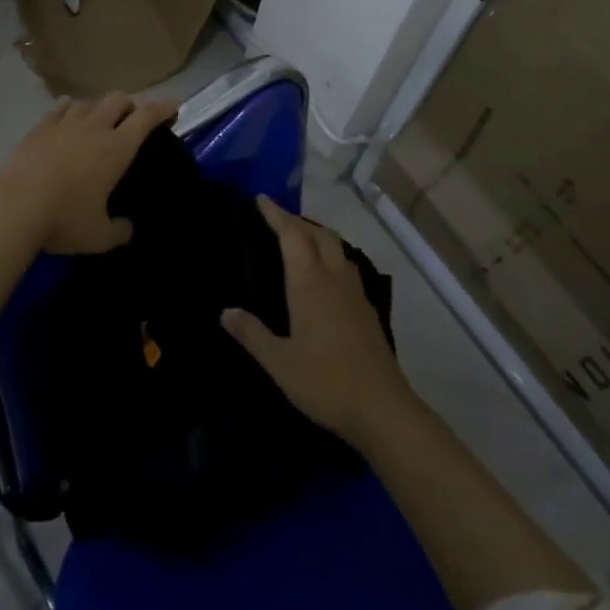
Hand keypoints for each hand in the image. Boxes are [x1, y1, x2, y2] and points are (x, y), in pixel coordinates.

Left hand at [0, 94, 178, 254]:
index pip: (146, 116)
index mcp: (116, 148)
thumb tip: (127, 228)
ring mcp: (64, 123)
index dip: (163, 107)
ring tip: (98, 121)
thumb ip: (119, 231)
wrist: (13, 206)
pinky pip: (60, 108)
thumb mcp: (98, 237)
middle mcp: (94, 127)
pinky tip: (68, 117)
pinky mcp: (39, 127)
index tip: (174, 104)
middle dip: (130, 105)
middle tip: (132, 119)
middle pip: (118, 99)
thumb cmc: (63, 220)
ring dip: (99, 108)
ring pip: (89, 101)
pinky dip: (70, 109)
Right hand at [223, 200, 415, 445]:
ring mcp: (355, 294)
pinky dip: (331, 258)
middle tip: (276, 219)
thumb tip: (225, 311)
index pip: (292, 235)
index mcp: (310, 283)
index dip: (276, 214)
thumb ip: (252, 334)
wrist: (384, 410)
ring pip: (337, 249)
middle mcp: (334, 279)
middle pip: (319, 234)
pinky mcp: (367, 312)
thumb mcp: (279, 362)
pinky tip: (325, 277)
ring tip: (300, 241)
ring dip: (317, 236)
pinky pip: (346, 268)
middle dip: (297, 220)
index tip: (261, 199)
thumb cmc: (325, 382)